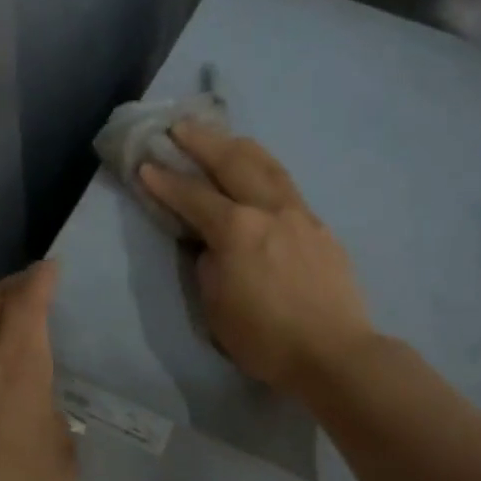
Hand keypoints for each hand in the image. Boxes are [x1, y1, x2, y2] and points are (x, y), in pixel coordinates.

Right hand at [140, 124, 373, 395]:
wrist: (335, 354)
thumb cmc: (266, 339)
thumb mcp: (216, 307)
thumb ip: (210, 264)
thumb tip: (213, 244)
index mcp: (237, 230)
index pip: (193, 196)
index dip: (165, 180)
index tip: (145, 164)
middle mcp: (270, 210)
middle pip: (234, 162)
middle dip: (203, 141)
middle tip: (180, 126)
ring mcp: (301, 215)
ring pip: (268, 165)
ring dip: (239, 146)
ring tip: (222, 136)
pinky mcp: (321, 228)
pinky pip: (287, 187)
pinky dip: (265, 172)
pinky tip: (260, 176)